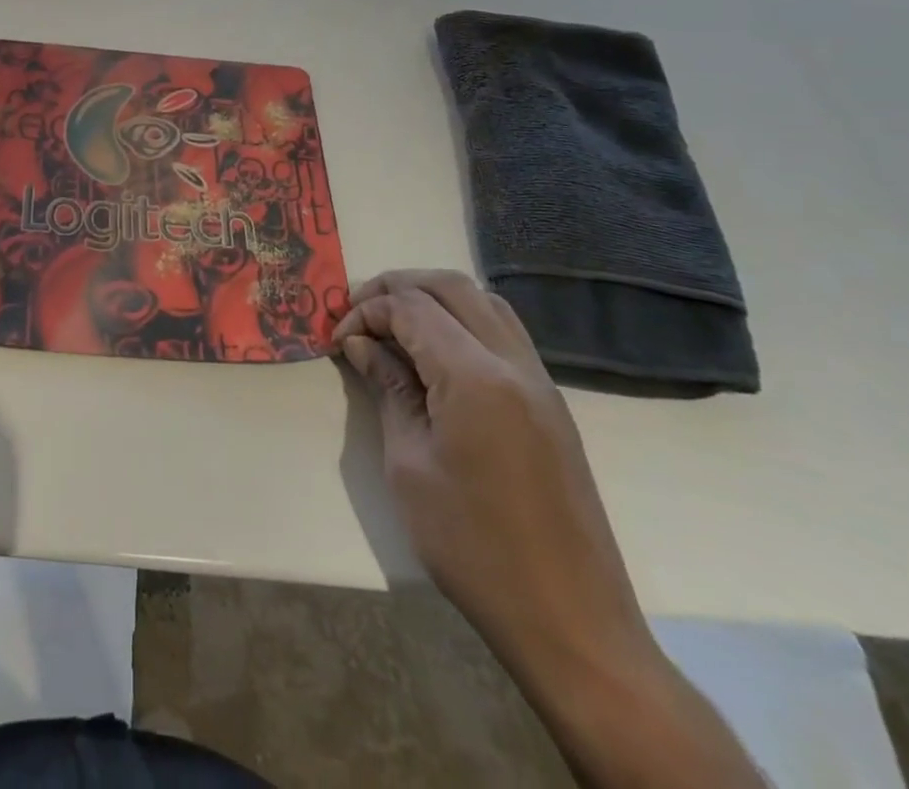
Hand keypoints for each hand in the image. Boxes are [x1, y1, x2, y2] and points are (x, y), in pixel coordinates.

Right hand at [336, 272, 765, 787]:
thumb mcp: (408, 464)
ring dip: (434, 300)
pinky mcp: (550, 403)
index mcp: (476, 377)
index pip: (411, 307)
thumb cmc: (473, 545)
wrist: (571, 621)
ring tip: (394, 328)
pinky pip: (503, 333)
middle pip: (451, 287)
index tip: (338, 341)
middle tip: (359, 316)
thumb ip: (389, 389)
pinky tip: (435, 356)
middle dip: (398, 288)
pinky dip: (463, 322)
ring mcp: (539, 381)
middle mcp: (514, 363)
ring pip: (484, 302)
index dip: (366, 312)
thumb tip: (362, 345)